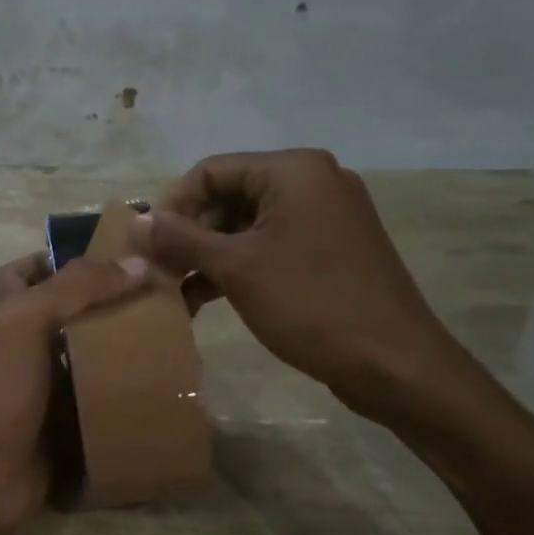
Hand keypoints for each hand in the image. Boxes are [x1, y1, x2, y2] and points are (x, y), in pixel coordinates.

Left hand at [0, 250, 152, 534]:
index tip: (101, 256)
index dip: (51, 258)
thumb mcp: (28, 322)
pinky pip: (105, 399)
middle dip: (108, 303)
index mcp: (12, 316)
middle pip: (69, 313)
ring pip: (92, 356)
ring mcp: (51, 388)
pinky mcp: (72, 423)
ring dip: (125, 347)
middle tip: (159, 295)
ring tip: (174, 334)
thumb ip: (76, 288)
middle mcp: (30, 347)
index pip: (23, 273)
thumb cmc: (1, 391)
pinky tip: (167, 384)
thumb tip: (137, 263)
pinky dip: (130, 392)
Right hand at [140, 149, 476, 427]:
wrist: (394, 364)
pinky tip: (203, 301)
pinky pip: (270, 247)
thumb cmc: (311, 304)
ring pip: (246, 226)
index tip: (146, 244)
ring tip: (173, 292)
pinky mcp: (329, 251)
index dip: (173, 204)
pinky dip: (236, 268)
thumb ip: (182, 239)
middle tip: (158, 272)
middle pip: (229, 196)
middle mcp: (312, 182)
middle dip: (188, 234)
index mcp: (293, 171)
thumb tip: (139, 221)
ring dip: (207, 256)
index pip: (212, 170)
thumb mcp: (236, 269)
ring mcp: (324, 218)